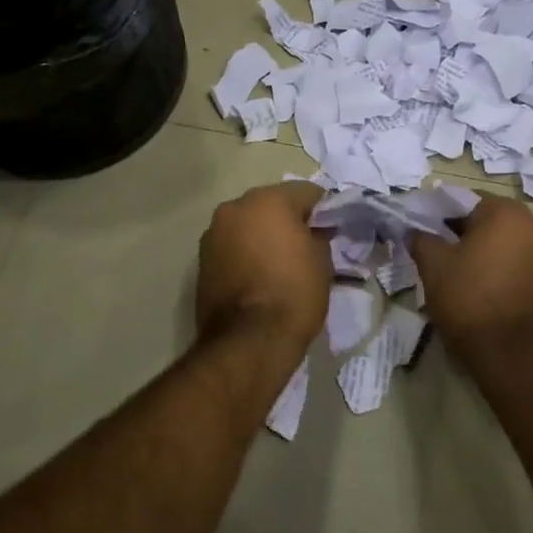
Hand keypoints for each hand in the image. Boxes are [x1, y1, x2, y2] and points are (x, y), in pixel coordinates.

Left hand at [195, 182, 330, 357]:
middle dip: (287, 219)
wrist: (248, 340)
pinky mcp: (202, 258)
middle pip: (270, 204)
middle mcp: (236, 207)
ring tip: (278, 262)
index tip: (330, 228)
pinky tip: (257, 275)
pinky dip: (244, 252)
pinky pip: (231, 245)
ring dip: (262, 234)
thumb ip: (318, 236)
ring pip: (247, 223)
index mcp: (268, 200)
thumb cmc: (293, 294)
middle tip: (305, 244)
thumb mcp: (322, 262)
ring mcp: (214, 232)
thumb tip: (313, 232)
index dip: (322, 209)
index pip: (305, 192)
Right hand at [406, 195, 532, 371]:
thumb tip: (416, 231)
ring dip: (491, 254)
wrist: (518, 358)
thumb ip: (422, 239)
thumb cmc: (471, 301)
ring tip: (468, 278)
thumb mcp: (433, 267)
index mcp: (507, 213)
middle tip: (443, 256)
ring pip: (511, 245)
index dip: (442, 216)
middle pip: (492, 221)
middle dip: (468, 234)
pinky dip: (509, 273)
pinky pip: (527, 267)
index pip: (466, 201)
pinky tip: (492, 294)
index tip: (426, 234)